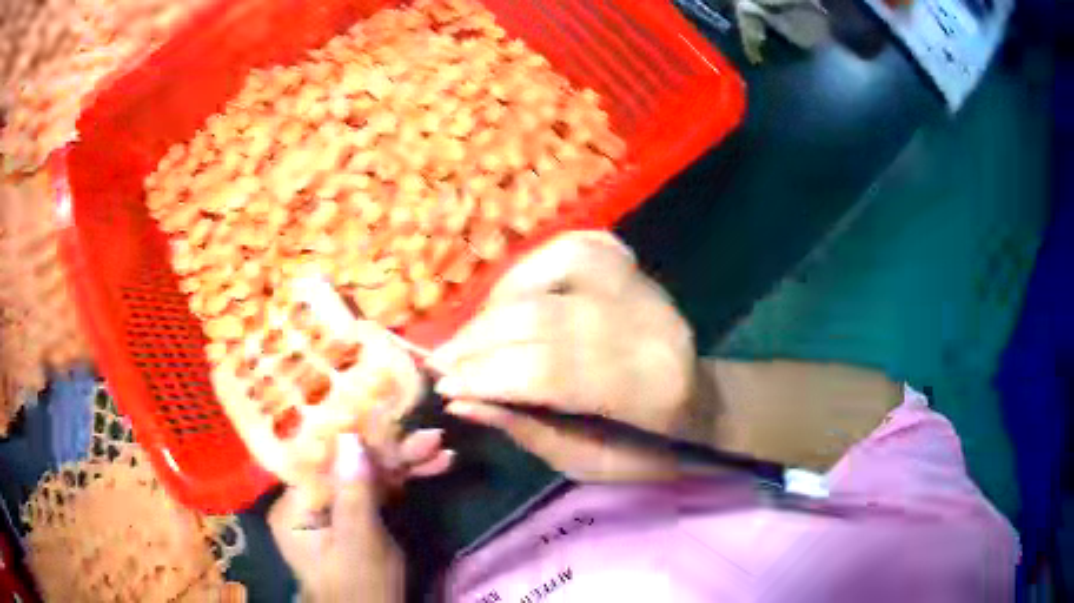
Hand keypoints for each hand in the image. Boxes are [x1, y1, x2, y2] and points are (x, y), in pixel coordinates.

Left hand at [269, 432, 451, 602]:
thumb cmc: (361, 589)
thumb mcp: (360, 544)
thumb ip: (355, 492)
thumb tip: (351, 436)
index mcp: (294, 506)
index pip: (321, 459)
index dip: (352, 435)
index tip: (383, 416)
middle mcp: (308, 500)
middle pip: (347, 464)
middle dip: (390, 452)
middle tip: (429, 437)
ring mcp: (333, 507)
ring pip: (366, 474)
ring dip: (404, 463)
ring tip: (440, 448)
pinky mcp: (355, 515)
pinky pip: (377, 490)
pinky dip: (404, 480)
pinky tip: (433, 466)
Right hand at [429, 231, 697, 480]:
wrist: (704, 405)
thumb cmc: (650, 449)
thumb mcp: (588, 464)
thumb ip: (526, 429)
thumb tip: (460, 400)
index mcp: (649, 390)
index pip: (553, 370)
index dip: (488, 374)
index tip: (443, 385)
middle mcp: (652, 326)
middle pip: (547, 316)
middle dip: (480, 339)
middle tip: (441, 360)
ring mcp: (647, 288)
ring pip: (559, 265)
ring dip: (502, 298)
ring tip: (473, 331)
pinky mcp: (638, 269)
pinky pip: (577, 246)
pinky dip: (536, 265)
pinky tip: (512, 295)